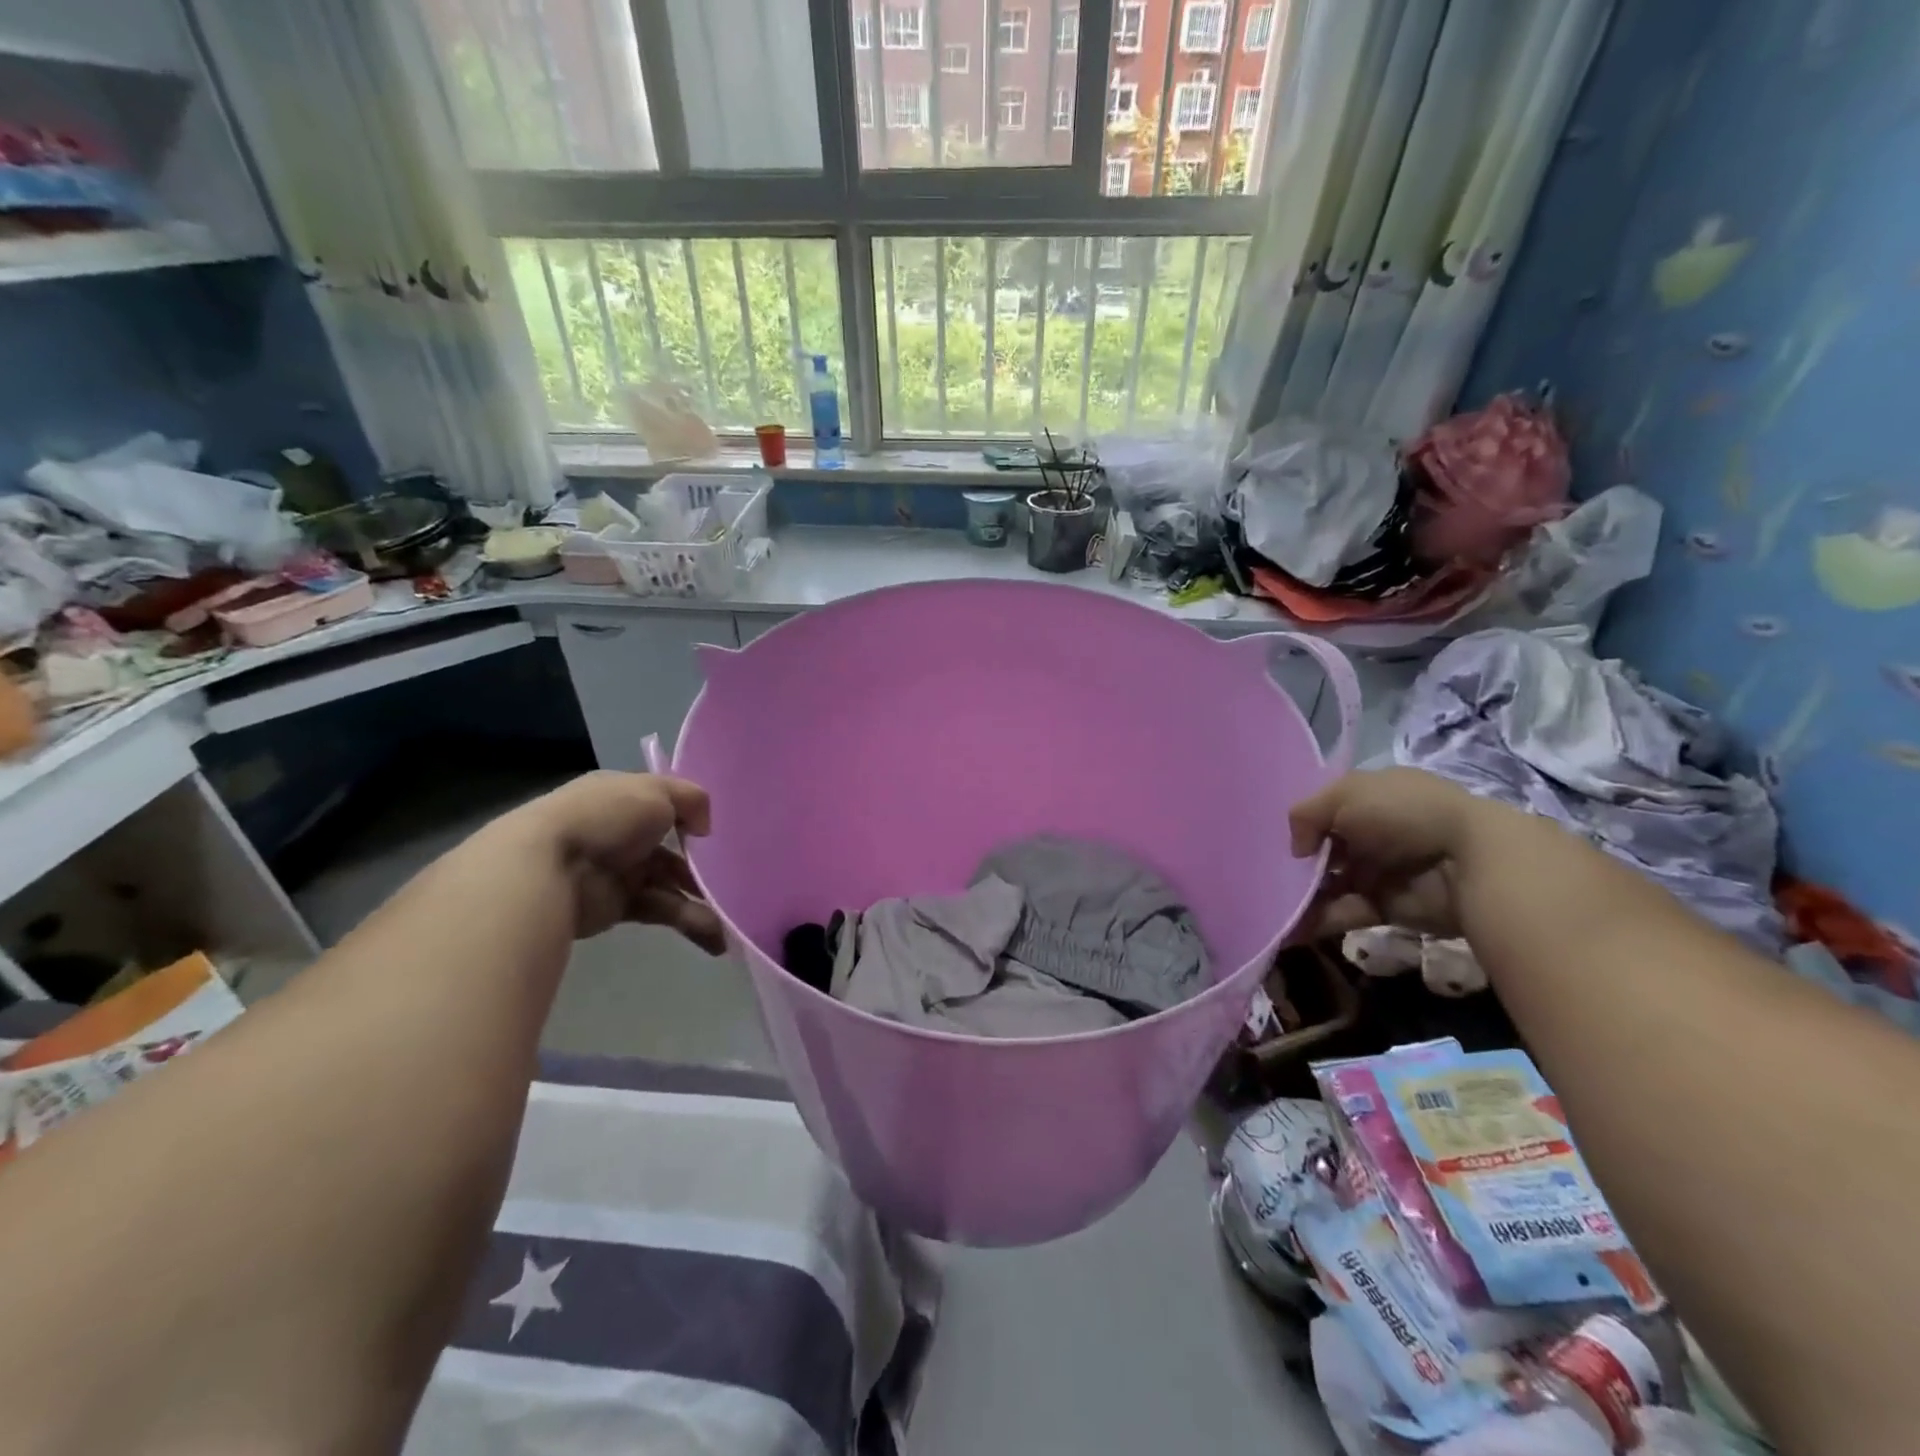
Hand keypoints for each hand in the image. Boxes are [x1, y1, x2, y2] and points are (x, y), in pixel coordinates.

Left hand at [506, 771, 727, 949]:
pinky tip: (714, 935)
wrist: (549, 868)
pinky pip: (661, 911)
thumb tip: (704, 827)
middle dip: (702, 866)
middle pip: (671, 849)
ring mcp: (619, 871)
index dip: (691, 817)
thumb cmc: (606, 818)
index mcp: (624, 798)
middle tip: (734, 881)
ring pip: (670, 884)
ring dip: (701, 901)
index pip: (663, 805)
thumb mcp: (656, 791)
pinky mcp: (618, 907)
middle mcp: (622, 833)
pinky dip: (688, 921)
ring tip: (730, 921)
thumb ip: (692, 799)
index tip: (717, 833)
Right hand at [1290, 768, 1484, 942]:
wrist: (1469, 861)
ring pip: (1331, 884)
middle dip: (1298, 866)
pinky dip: (1319, 921)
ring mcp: (1382, 871)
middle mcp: (1375, 833)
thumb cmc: (1403, 814)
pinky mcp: (1387, 907)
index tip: (1279, 842)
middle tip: (1270, 880)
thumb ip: (1306, 815)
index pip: (1328, 811)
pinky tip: (1290, 929)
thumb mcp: (1344, 794)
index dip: (1304, 826)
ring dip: (1302, 897)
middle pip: (1326, 851)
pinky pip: (1345, 912)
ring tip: (1275, 910)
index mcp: (1371, 799)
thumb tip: (1298, 851)